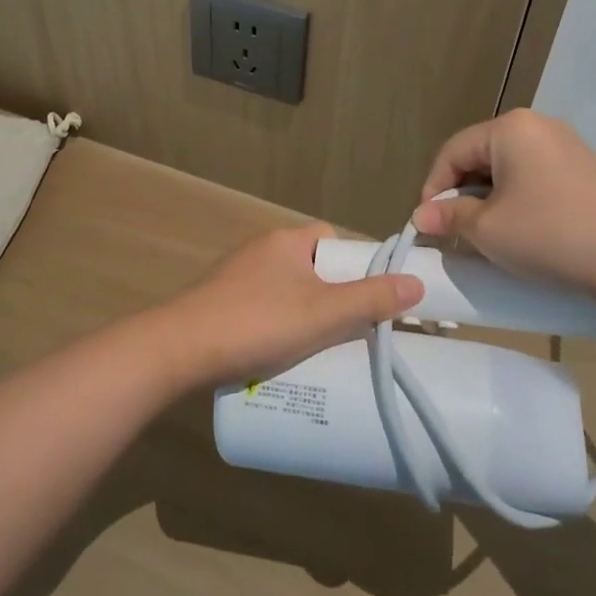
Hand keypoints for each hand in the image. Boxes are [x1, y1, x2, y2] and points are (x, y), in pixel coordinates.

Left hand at [148, 224, 422, 389]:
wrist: (179, 349)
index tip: (371, 299)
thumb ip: (370, 299)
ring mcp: (237, 277)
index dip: (355, 264)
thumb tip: (416, 283)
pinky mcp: (221, 303)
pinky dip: (278, 327)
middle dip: (333, 297)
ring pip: (287, 291)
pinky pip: (263, 308)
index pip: (331, 239)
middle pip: (311, 268)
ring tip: (323, 351)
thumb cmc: (257, 322)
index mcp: (286, 241)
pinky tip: (282, 356)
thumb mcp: (323, 313)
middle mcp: (261, 250)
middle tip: (351, 332)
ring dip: (305, 316)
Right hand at [412, 110, 595, 312]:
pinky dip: (517, 200)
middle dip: (461, 194)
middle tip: (454, 232)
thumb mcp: (488, 230)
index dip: (433, 188)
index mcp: (509, 128)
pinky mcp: (584, 169)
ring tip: (486, 235)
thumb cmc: (552, 236)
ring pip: (507, 168)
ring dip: (488, 199)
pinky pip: (533, 177)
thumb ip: (449, 216)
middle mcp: (537, 125)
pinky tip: (521, 230)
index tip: (427, 224)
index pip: (452, 152)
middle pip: (479, 156)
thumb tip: (420, 215)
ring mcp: (565, 145)